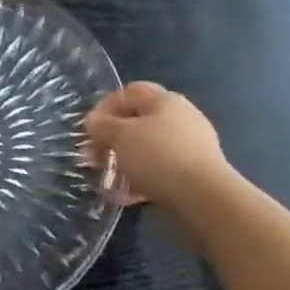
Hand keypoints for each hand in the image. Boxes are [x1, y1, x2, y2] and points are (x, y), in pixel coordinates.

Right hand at [83, 82, 231, 208]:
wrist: (202, 197)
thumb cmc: (157, 156)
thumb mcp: (120, 136)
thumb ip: (101, 125)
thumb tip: (93, 121)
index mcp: (165, 101)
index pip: (129, 92)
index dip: (104, 107)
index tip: (87, 129)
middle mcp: (180, 118)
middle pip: (137, 122)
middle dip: (110, 140)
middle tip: (92, 158)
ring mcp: (189, 146)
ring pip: (146, 149)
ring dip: (122, 162)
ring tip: (106, 179)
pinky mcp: (192, 173)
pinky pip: (158, 171)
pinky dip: (139, 180)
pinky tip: (124, 196)